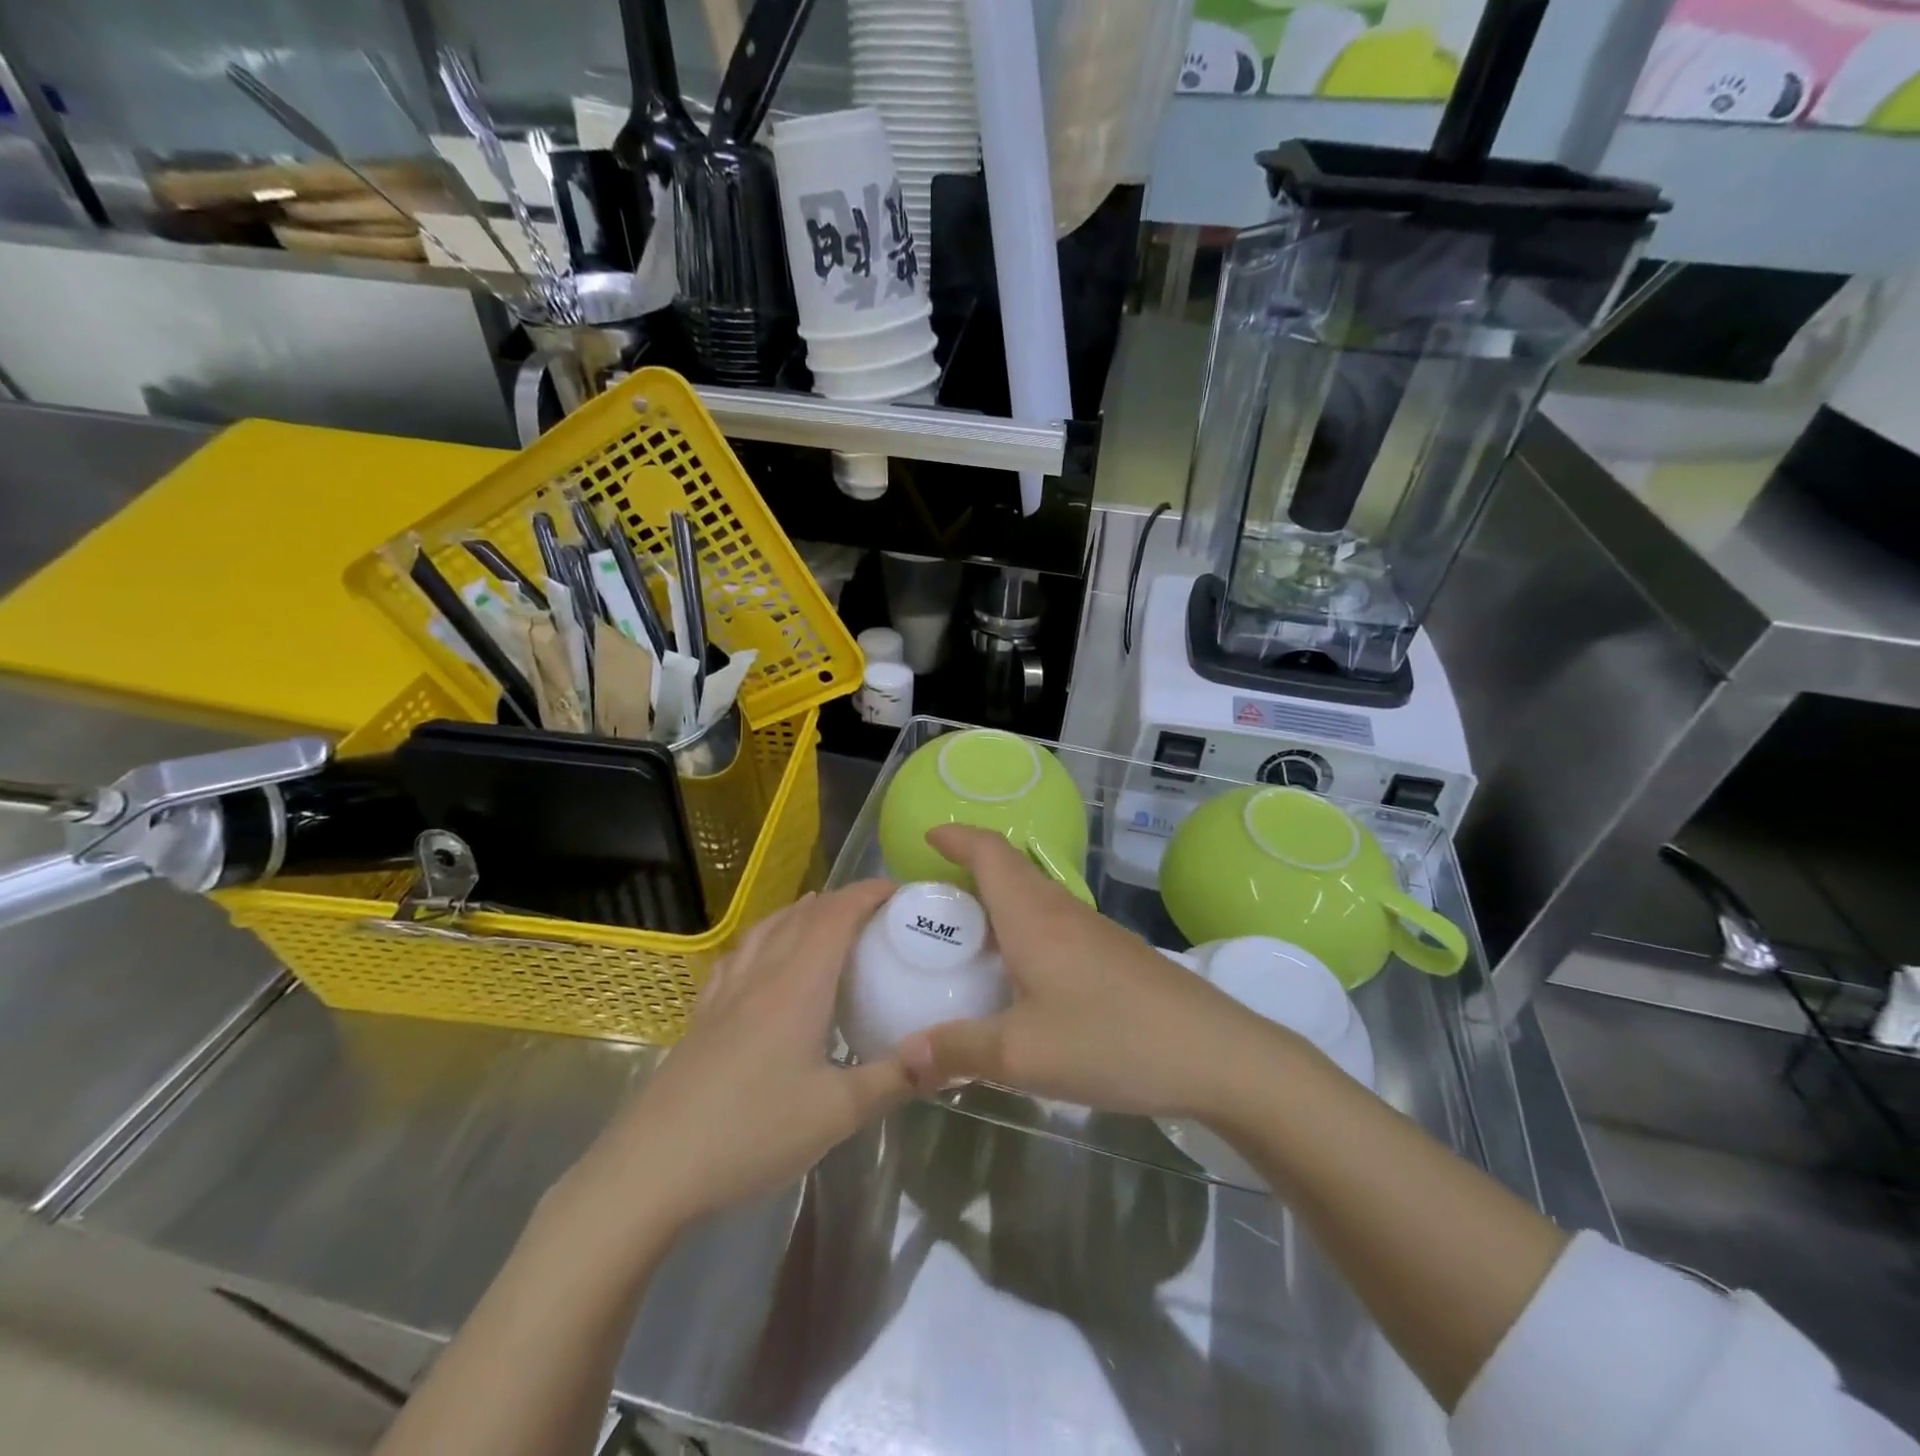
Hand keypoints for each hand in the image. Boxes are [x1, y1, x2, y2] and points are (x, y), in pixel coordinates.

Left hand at [564, 881, 909, 1236]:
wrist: (652, 1168)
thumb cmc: (751, 1132)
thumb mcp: (837, 1113)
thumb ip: (894, 1079)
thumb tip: (949, 1055)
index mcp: (797, 985)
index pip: (836, 915)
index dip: (868, 893)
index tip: (899, 890)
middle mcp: (761, 975)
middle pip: (802, 915)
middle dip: (841, 900)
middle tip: (876, 911)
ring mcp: (726, 993)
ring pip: (766, 929)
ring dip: (800, 912)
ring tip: (823, 917)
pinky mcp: (702, 1016)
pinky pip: (737, 957)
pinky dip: (761, 939)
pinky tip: (760, 957)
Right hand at [897, 826, 1280, 1118]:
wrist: (1215, 1053)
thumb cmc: (1112, 1040)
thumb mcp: (1023, 1055)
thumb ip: (959, 1051)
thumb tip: (903, 1056)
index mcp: (1034, 917)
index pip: (989, 853)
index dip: (957, 837)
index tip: (927, 837)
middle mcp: (1062, 912)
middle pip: (1011, 868)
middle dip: (970, 867)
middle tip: (933, 895)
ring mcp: (1094, 931)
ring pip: (1035, 896)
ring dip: (1000, 898)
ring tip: (969, 933)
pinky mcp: (1115, 954)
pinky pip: (1055, 923)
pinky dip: (1025, 927)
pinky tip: (1023, 972)